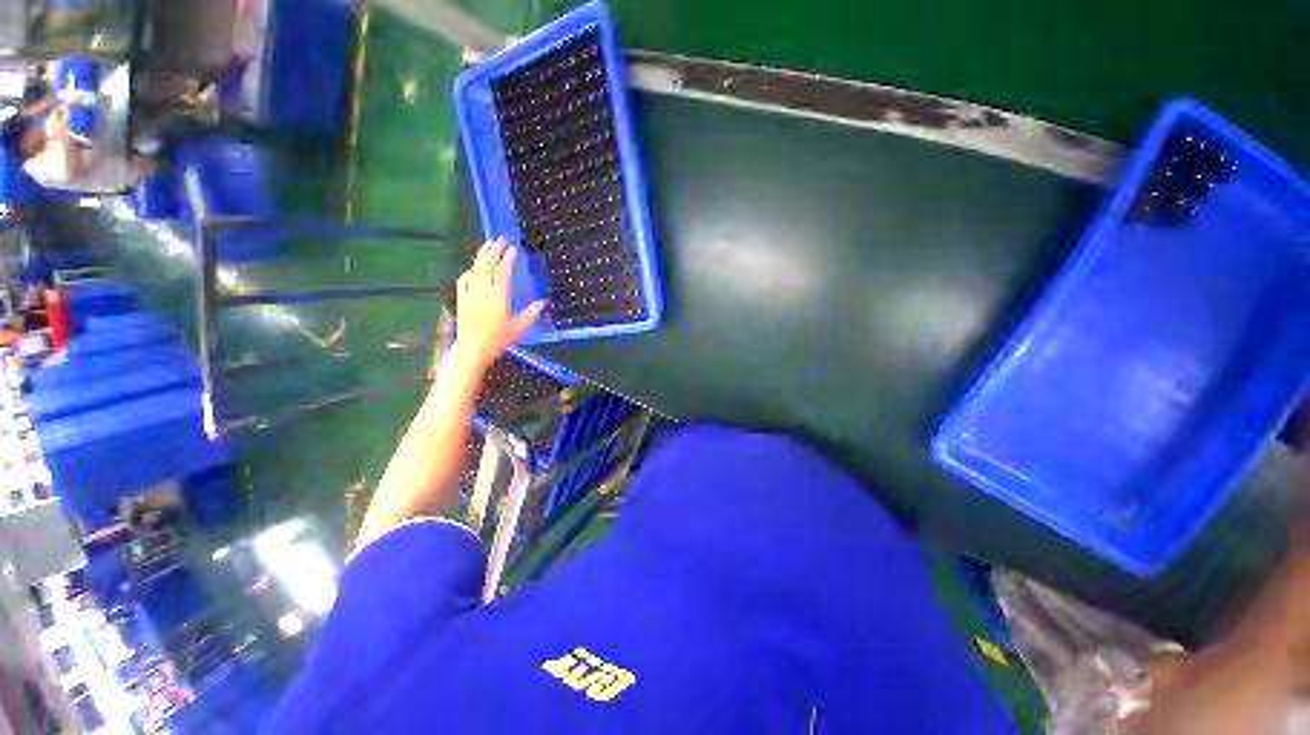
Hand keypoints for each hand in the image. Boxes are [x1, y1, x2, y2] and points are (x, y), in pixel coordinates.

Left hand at [451, 239, 545, 371]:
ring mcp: (470, 292)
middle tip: (500, 239)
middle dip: (494, 250)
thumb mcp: (519, 327)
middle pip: (487, 265)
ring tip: (488, 245)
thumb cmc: (498, 339)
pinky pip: (465, 278)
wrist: (472, 348)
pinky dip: (471, 270)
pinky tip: (474, 267)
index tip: (514, 250)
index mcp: (499, 296)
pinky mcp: (461, 297)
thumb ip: (531, 313)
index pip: (503, 271)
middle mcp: (483, 290)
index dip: (508, 259)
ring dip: (482, 255)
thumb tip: (544, 302)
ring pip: (475, 268)